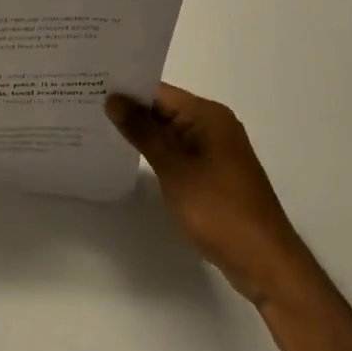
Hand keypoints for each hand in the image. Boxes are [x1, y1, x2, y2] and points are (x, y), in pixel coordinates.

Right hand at [106, 83, 304, 305]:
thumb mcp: (175, 168)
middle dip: (129, 110)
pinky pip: (178, 152)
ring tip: (97, 128)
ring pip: (169, 132)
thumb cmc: (219, 210)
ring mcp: (214, 151)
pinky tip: (127, 157)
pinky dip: (155, 153)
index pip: (159, 91)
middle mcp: (213, 126)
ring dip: (141, 133)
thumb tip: (113, 98)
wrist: (265, 264)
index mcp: (208, 115)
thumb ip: (143, 131)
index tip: (89, 86)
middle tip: (86, 105)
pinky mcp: (213, 174)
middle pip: (163, 109)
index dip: (126, 89)